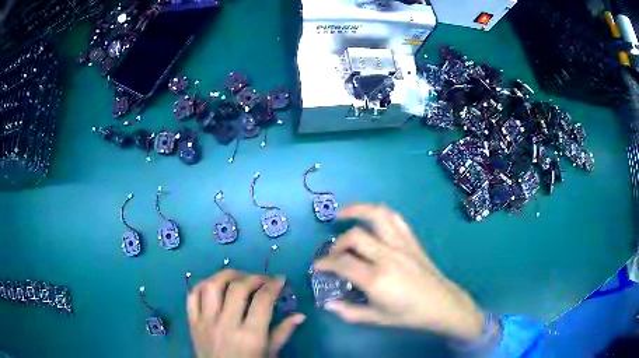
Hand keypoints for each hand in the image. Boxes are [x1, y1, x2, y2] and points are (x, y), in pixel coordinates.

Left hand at [187, 270, 305, 357]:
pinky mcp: (192, 322)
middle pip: (237, 288)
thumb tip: (300, 315)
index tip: (280, 279)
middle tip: (263, 279)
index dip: (273, 285)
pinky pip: (192, 296)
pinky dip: (202, 284)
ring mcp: (206, 322)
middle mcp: (226, 324)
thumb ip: (283, 333)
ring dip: (226, 275)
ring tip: (238, 276)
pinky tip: (214, 284)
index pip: (262, 301)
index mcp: (250, 335)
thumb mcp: (270, 354)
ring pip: (211, 286)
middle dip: (254, 277)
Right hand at [314, 204, 484, 341]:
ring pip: (377, 215)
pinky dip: (379, 213)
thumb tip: (328, 303)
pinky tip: (371, 219)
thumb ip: (348, 312)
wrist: (441, 304)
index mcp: (376, 278)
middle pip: (355, 236)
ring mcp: (401, 244)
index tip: (317, 267)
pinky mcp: (412, 240)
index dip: (324, 263)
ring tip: (343, 214)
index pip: (342, 263)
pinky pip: (395, 218)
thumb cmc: (408, 314)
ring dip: (357, 210)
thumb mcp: (376, 319)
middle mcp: (387, 256)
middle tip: (333, 254)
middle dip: (338, 243)